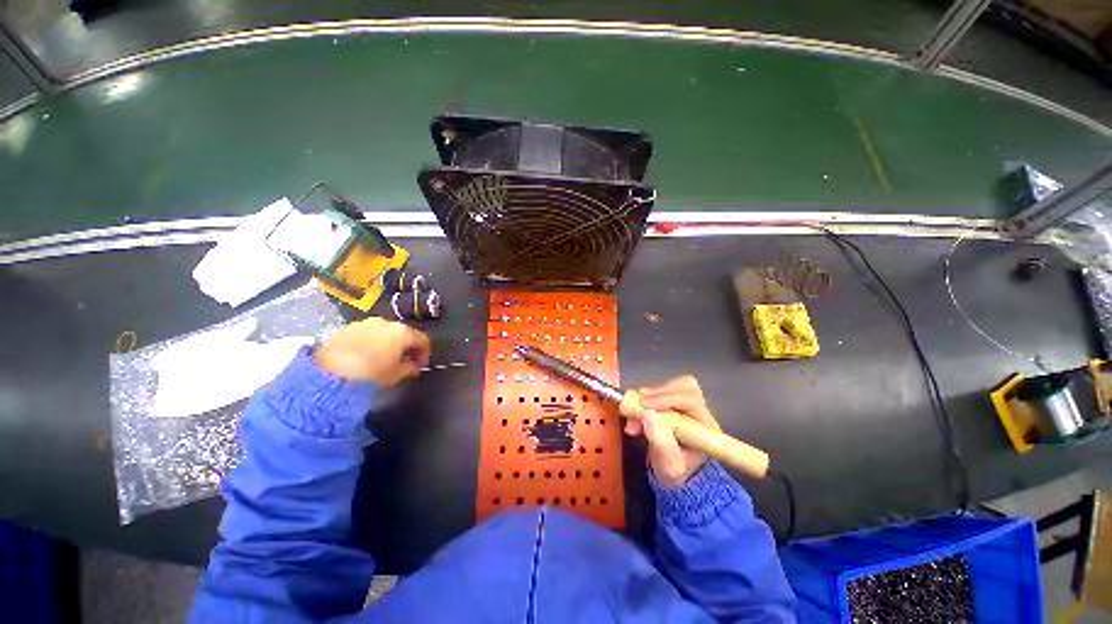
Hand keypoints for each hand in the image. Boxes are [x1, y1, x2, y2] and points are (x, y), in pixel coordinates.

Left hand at [313, 318, 430, 385]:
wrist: (328, 372)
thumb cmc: (370, 374)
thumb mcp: (396, 375)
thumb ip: (410, 368)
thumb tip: (413, 365)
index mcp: (402, 332)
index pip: (422, 339)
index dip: (424, 353)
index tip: (419, 365)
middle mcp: (386, 322)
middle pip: (402, 333)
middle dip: (405, 347)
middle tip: (402, 362)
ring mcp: (364, 323)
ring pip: (383, 332)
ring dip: (387, 343)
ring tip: (381, 360)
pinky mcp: (346, 327)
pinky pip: (365, 333)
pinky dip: (370, 342)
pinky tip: (363, 357)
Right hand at [623, 375, 720, 486]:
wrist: (674, 474)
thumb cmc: (675, 471)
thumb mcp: (669, 465)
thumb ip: (661, 442)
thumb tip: (646, 413)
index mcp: (706, 427)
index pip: (691, 400)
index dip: (667, 398)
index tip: (644, 405)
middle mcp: (699, 411)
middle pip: (683, 388)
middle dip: (656, 394)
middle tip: (637, 405)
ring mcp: (687, 405)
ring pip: (671, 386)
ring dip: (649, 396)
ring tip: (633, 414)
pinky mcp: (673, 402)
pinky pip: (659, 391)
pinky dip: (644, 399)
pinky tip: (635, 414)